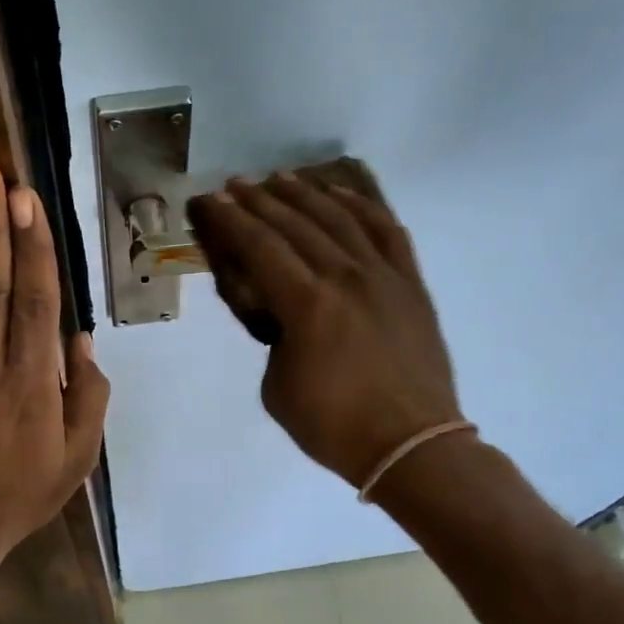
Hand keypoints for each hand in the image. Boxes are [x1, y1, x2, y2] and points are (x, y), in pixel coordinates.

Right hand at [191, 174, 462, 488]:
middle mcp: (345, 277)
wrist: (411, 444)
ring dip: (306, 194)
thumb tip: (285, 316)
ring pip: (340, 218)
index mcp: (307, 305)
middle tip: (236, 185)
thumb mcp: (277, 388)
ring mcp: (383, 276)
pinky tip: (342, 196)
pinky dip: (362, 207)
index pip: (260, 247)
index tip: (212, 201)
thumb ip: (275, 340)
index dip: (232, 222)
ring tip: (280, 179)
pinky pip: (386, 231)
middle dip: (260, 201)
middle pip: (296, 224)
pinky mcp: (411, 284)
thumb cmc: (334, 426)